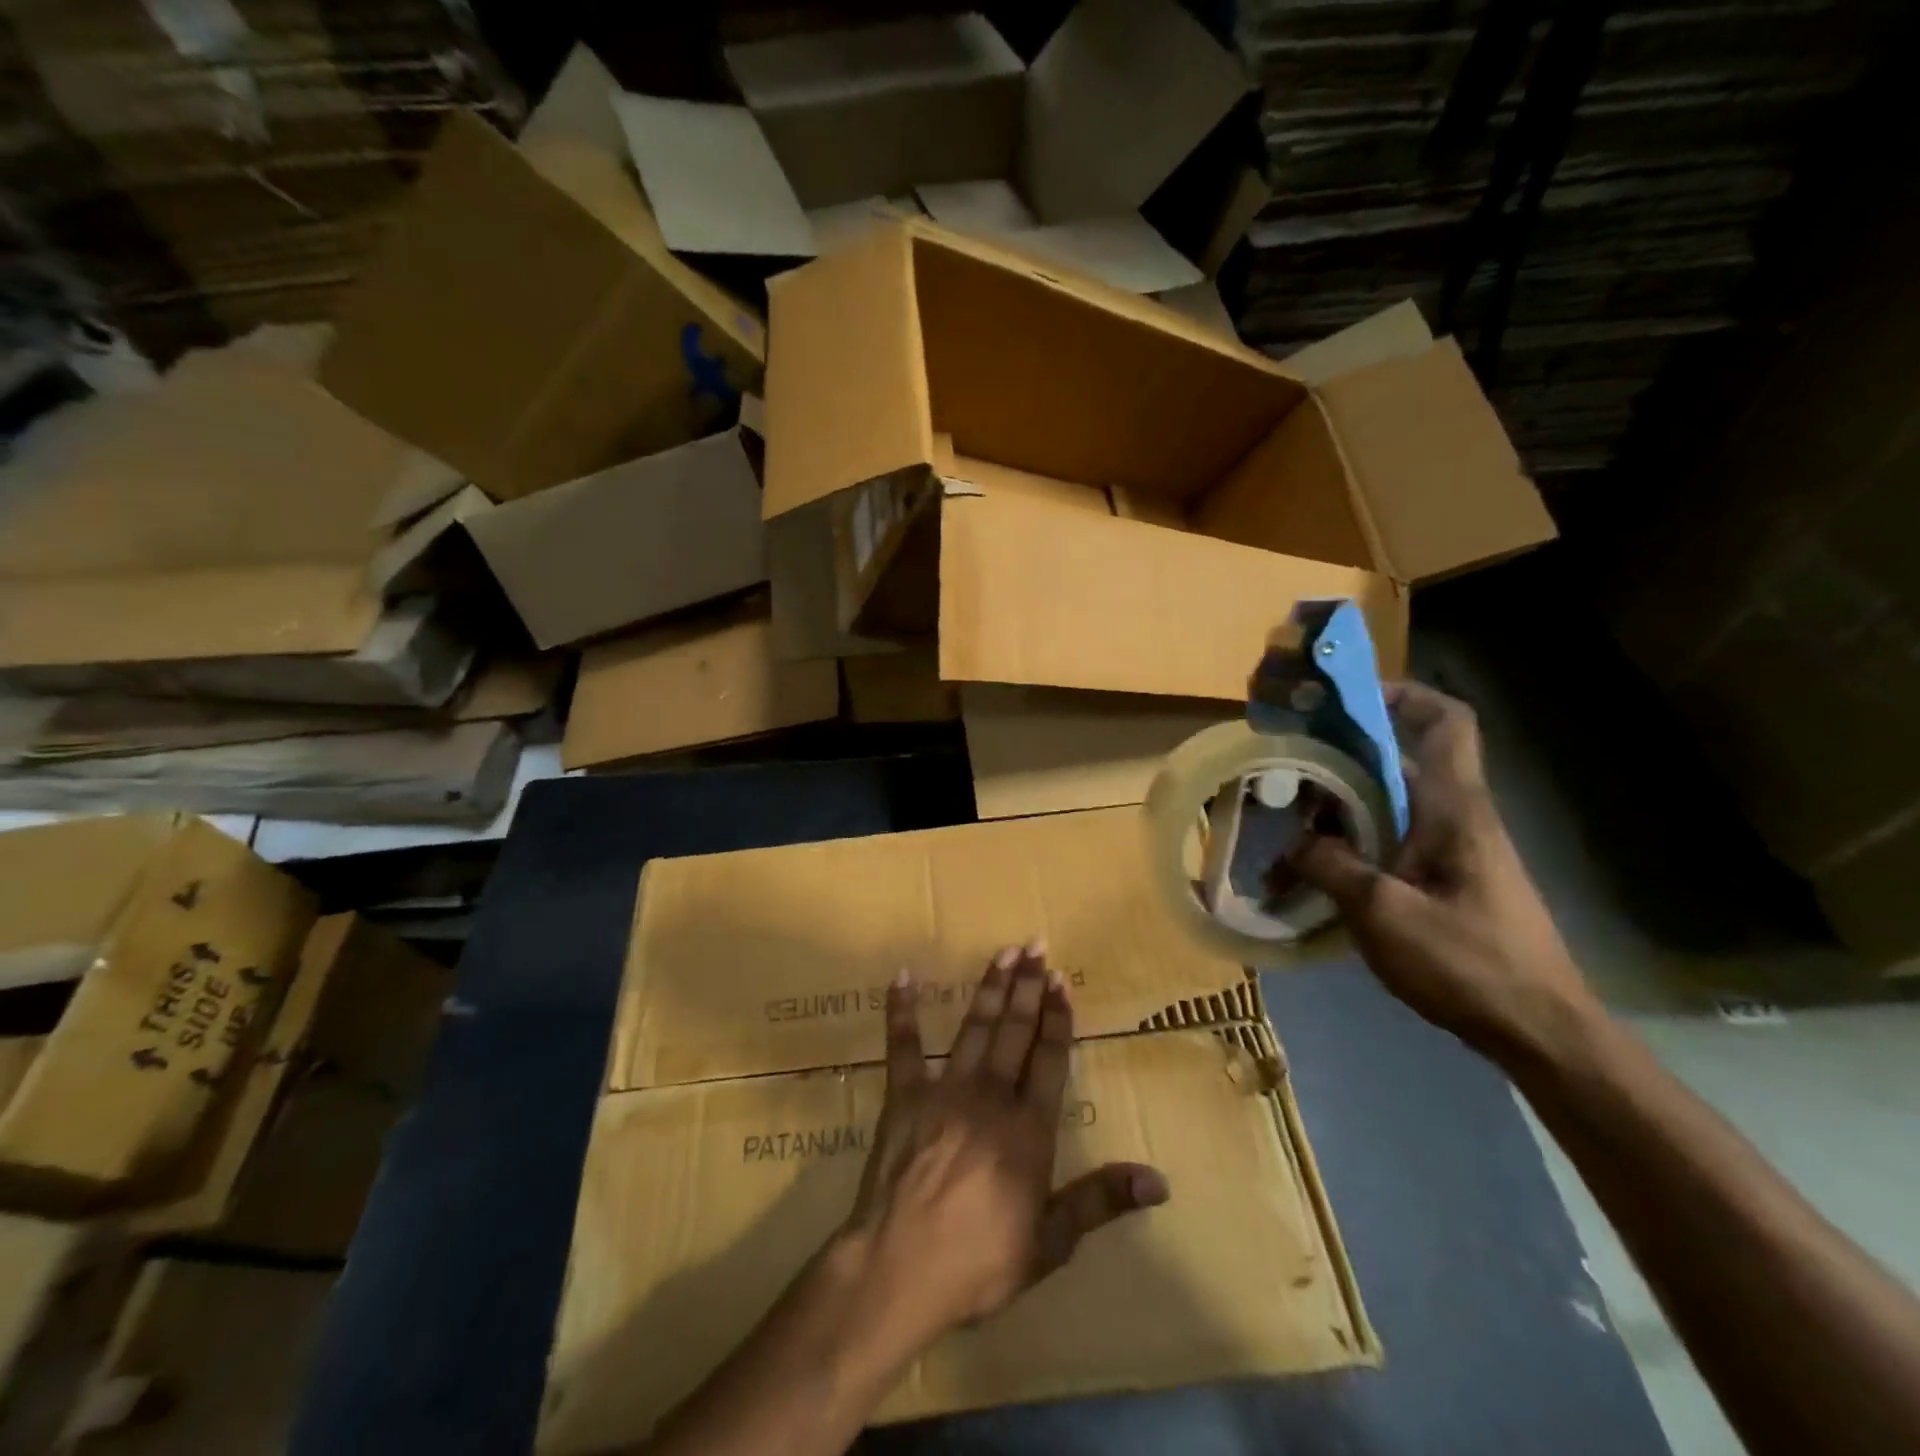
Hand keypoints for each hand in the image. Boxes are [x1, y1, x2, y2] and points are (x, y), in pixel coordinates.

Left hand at [838, 943, 1168, 1349]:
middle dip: (1028, 987)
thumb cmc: (979, 1261)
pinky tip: (903, 977)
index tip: (1062, 981)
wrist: (900, 1268)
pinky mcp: (904, 1096)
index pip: (1050, 1059)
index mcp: (1029, 1129)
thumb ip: (1101, 1201)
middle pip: (1014, 1031)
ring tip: (1004, 952)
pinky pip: (903, 1046)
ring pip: (974, 1028)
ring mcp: (944, 1090)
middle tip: (1037, 945)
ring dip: (990, 988)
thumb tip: (1159, 1181)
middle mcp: (991, 1096)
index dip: (1058, 1018)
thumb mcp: (1051, 1242)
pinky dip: (902, 1011)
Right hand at [1293, 681, 1601, 1062]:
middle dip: (1339, 761)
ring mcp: (1450, 850)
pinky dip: (1348, 850)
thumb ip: (1331, 867)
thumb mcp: (1384, 914)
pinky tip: (1312, 882)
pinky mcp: (1443, 880)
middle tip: (1285, 775)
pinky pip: (1387, 843)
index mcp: (1452, 808)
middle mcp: (1454, 817)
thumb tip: (1297, 841)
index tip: (1346, 698)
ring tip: (1285, 838)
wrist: (1540, 1032)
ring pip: (1385, 806)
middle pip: (1397, 762)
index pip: (1445, 723)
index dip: (1403, 694)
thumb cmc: (1469, 963)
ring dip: (1335, 815)